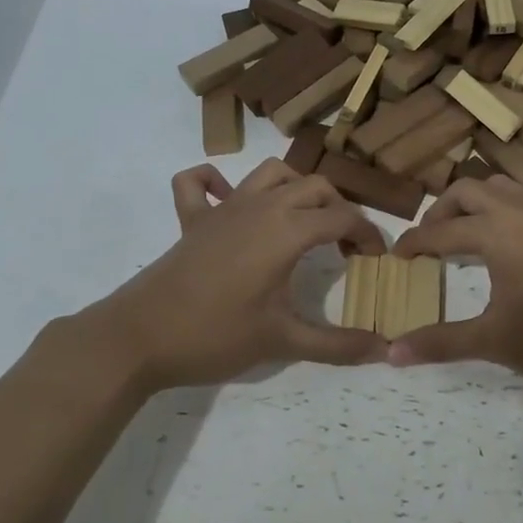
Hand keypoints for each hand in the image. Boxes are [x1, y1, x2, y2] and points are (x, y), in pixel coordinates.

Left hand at [56, 159, 387, 399]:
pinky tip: (230, 202)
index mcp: (287, 229)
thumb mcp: (282, 341)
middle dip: (340, 210)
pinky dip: (216, 182)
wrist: (138, 338)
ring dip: (295, 188)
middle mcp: (260, 206)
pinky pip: (200, 183)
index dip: (368, 235)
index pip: (343, 218)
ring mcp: (223, 208)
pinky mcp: (192, 220)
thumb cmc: (215, 335)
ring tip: (303, 220)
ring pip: (270, 173)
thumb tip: (385, 349)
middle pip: (315, 187)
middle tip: (344, 248)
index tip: (376, 260)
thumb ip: (337, 344)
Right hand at [389, 175, 522, 405]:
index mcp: (500, 231)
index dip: (414, 244)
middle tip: (427, 244)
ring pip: (502, 189)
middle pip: (468, 191)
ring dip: (475, 206)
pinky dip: (505, 211)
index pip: (442, 230)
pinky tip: (506, 245)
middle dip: (441, 212)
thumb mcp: (494, 342)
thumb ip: (440, 342)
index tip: (395, 259)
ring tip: (463, 239)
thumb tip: (391, 353)